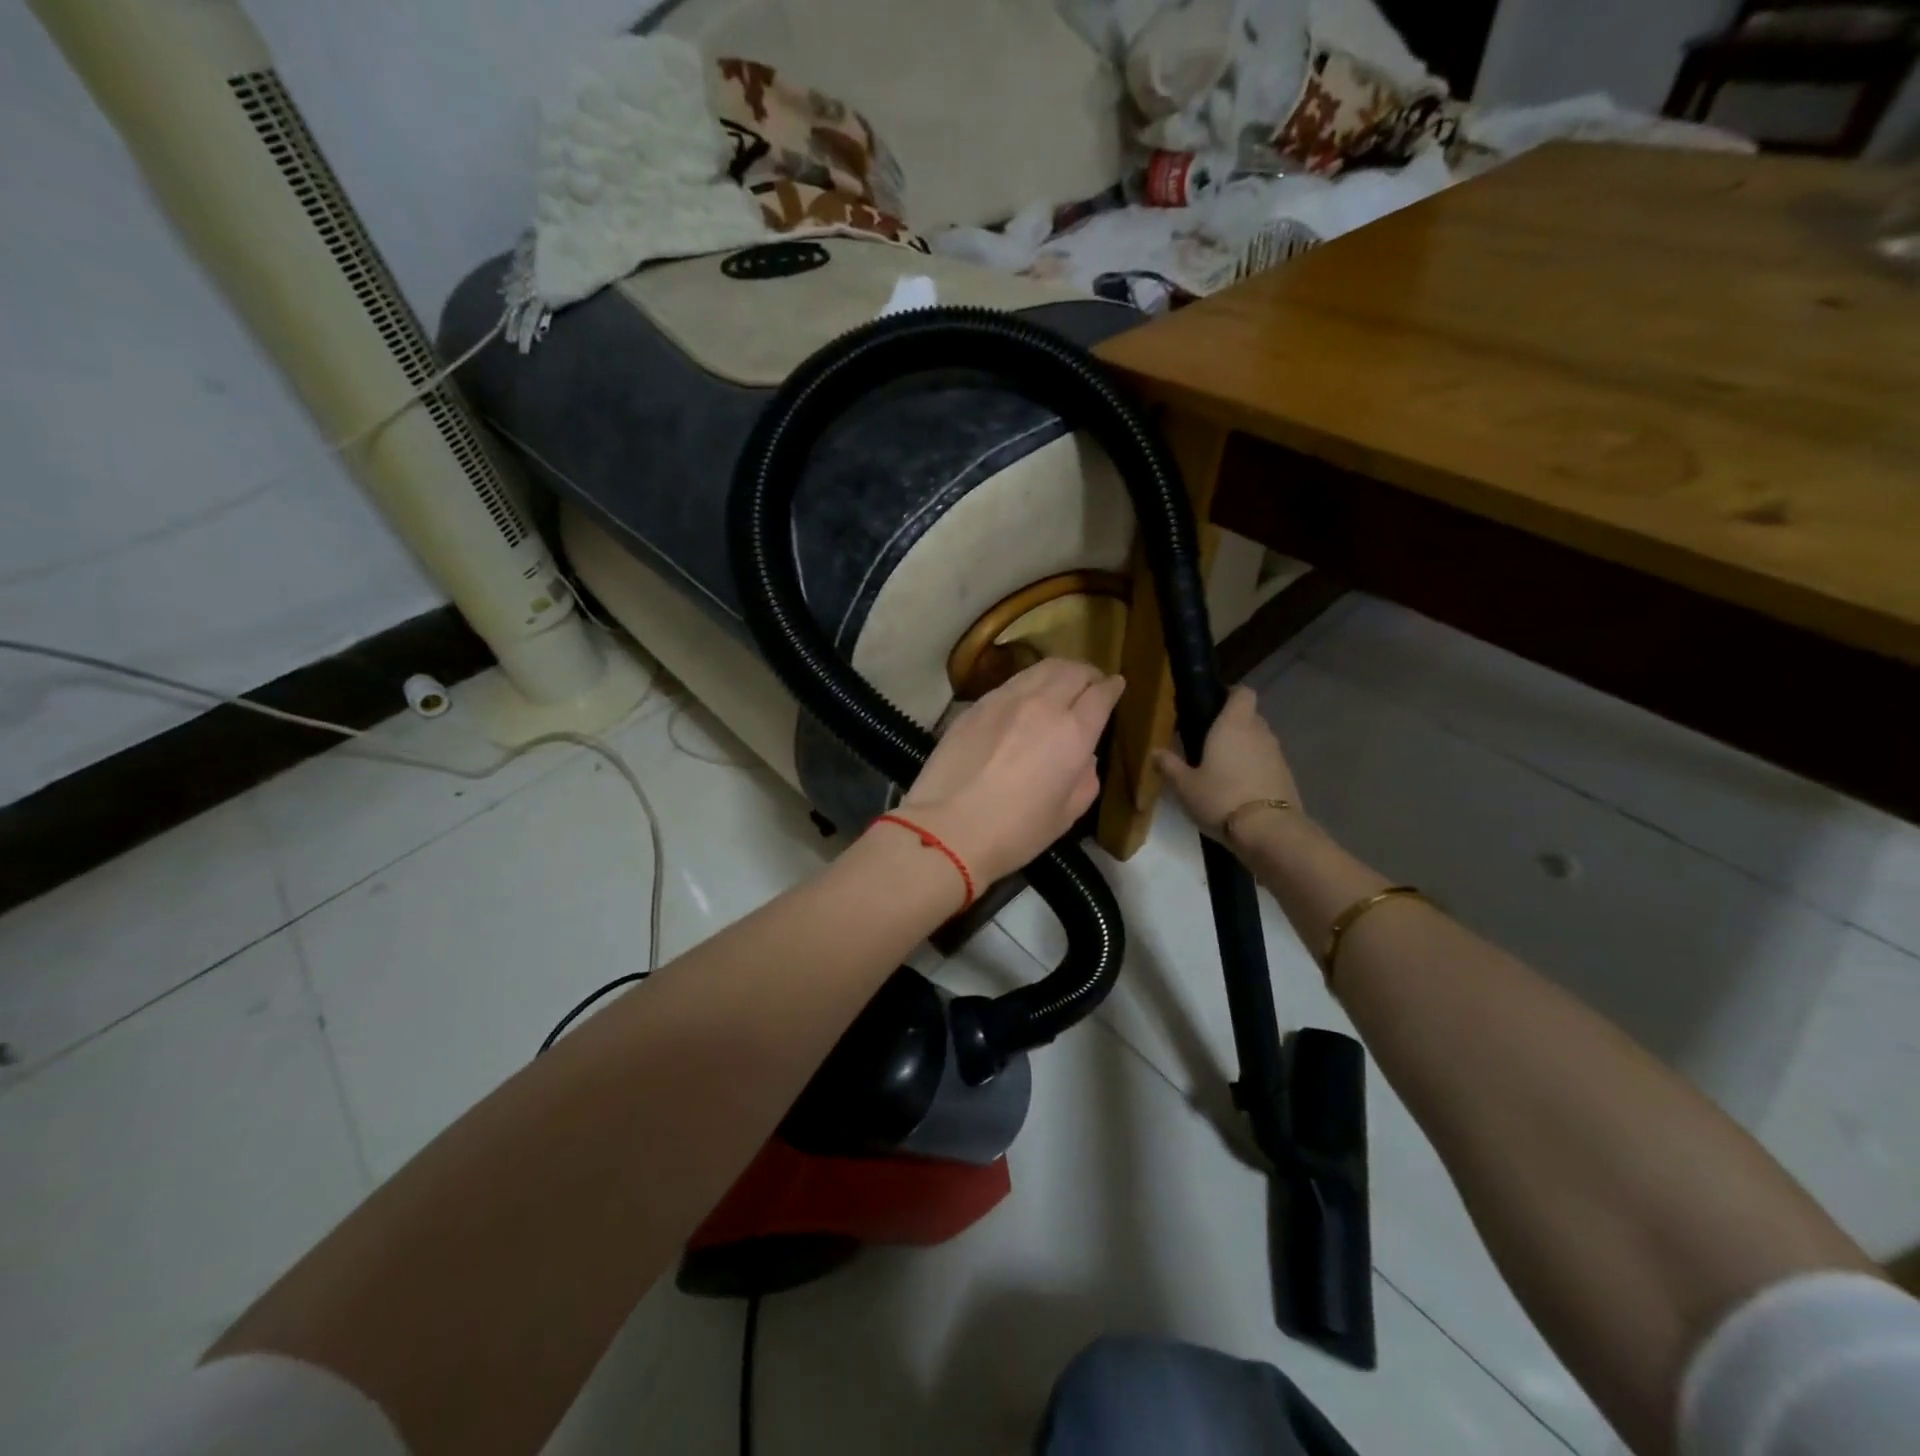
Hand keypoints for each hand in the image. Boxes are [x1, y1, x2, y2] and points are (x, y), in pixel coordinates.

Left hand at [896, 659, 1124, 885]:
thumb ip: (1085, 777)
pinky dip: (1028, 683)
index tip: (1116, 687)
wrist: (948, 829)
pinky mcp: (976, 705)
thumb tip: (1082, 755)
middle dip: (1088, 673)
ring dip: (1059, 672)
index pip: (1101, 693)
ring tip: (1060, 684)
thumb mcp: (1067, 813)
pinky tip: (1025, 700)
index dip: (1113, 687)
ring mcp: (1004, 699)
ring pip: (1040, 668)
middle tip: (1091, 683)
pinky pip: (1011, 683)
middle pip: (1072, 670)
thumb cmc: (1015, 832)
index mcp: (1073, 732)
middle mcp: (1042, 704)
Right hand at [1153, 685, 1299, 840]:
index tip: (1212, 706)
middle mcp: (1259, 732)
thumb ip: (1170, 766)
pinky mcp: (1287, 776)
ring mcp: (1277, 755)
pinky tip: (1239, 788)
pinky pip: (1267, 763)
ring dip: (1244, 748)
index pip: (1242, 692)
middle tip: (1209, 742)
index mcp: (1233, 724)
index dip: (1229, 694)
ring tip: (1222, 768)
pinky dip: (1255, 768)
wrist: (1269, 831)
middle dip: (1232, 725)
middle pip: (1249, 716)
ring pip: (1259, 740)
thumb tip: (1155, 752)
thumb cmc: (1220, 798)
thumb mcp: (1185, 786)